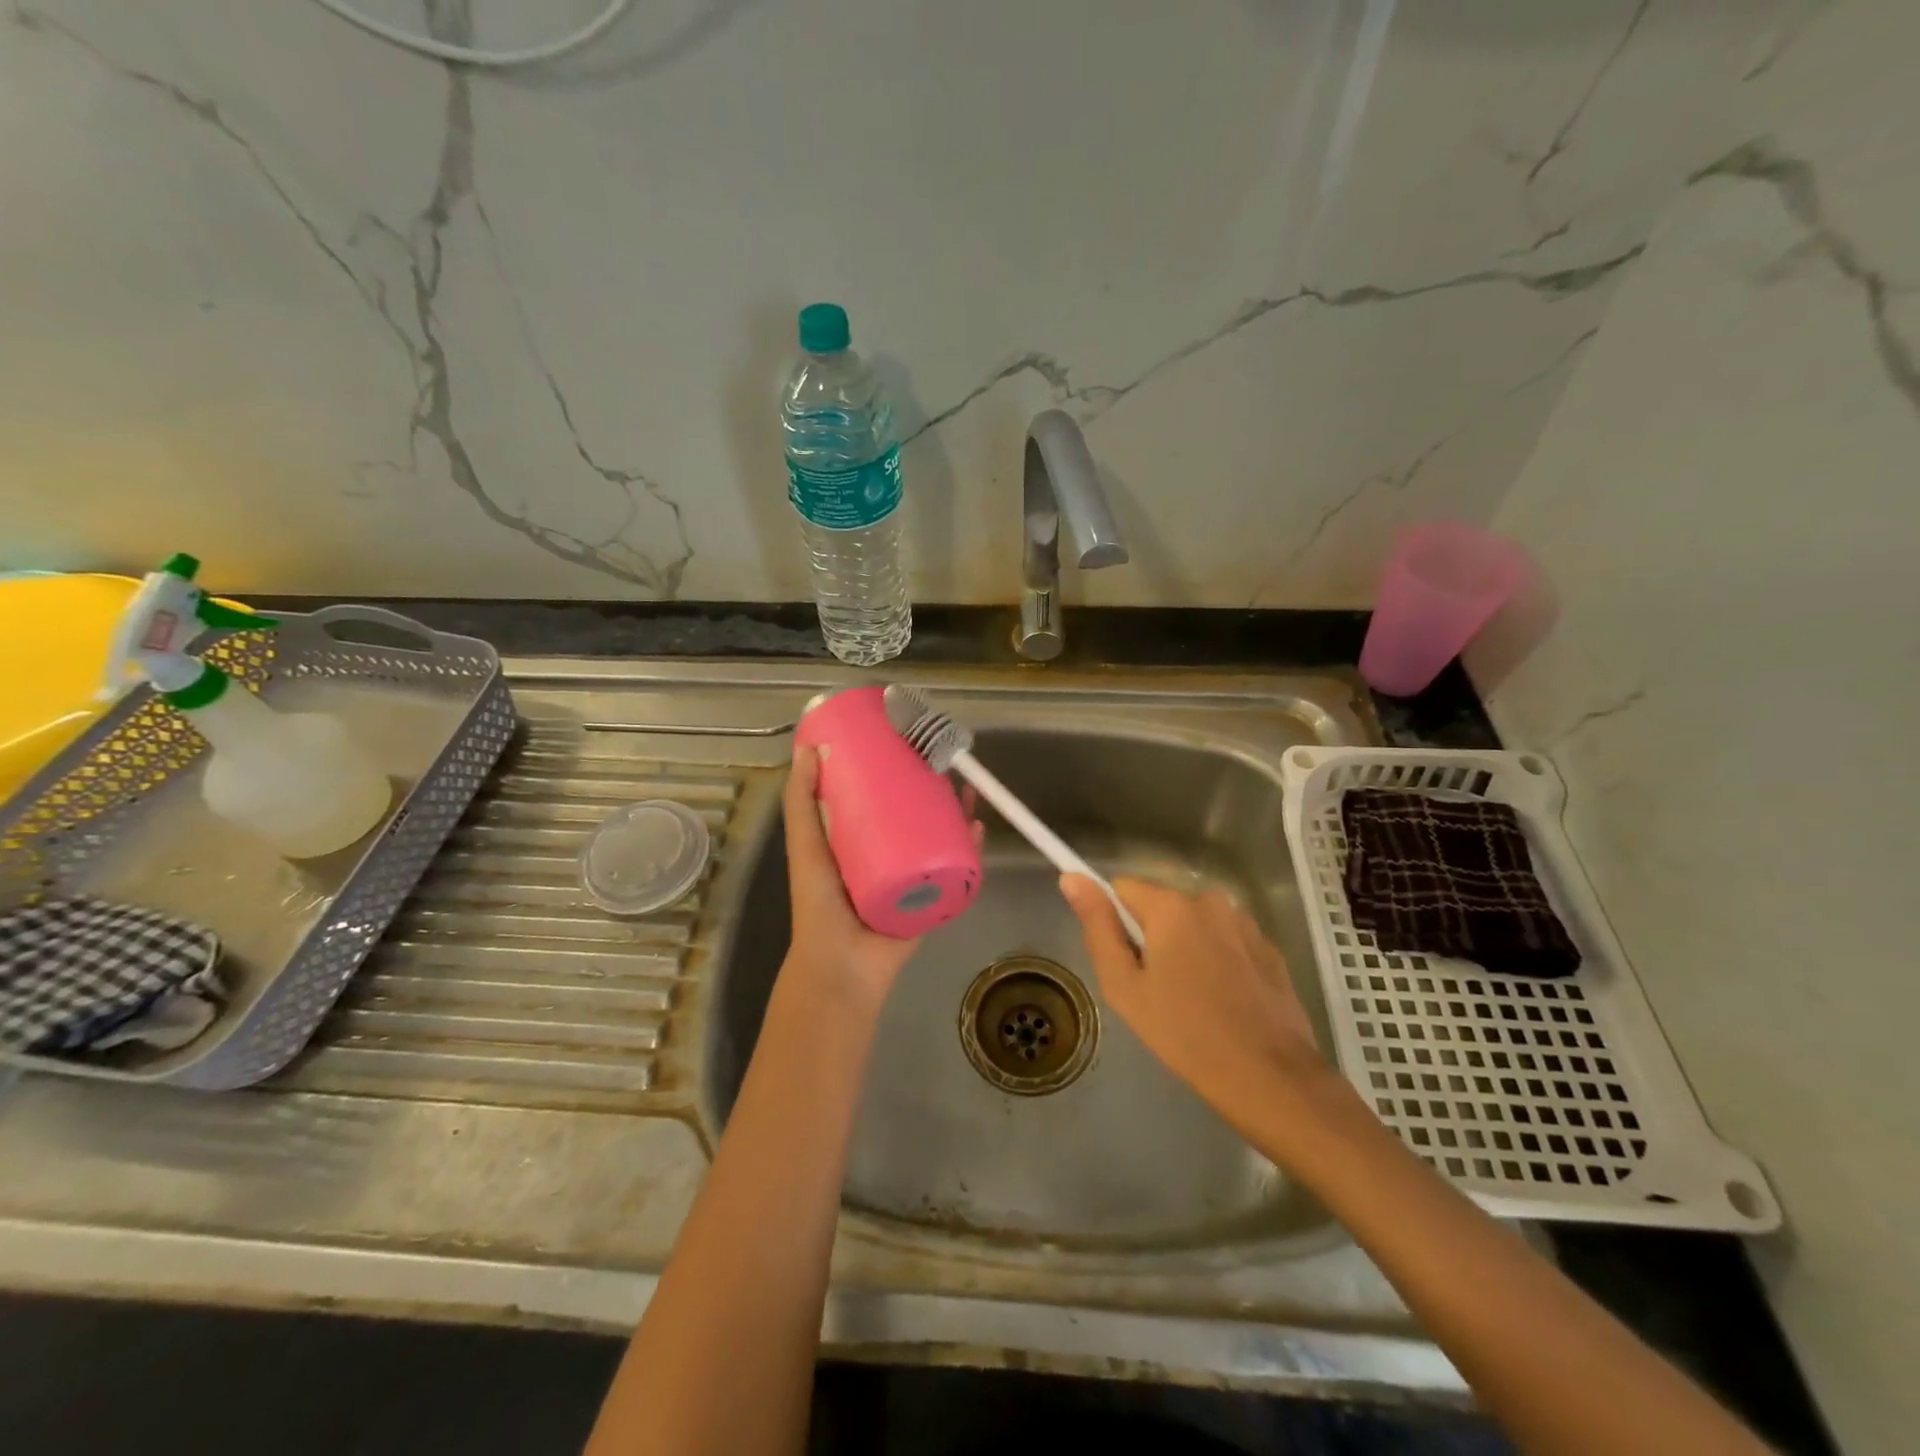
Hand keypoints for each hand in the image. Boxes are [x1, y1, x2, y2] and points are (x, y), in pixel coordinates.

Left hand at [781, 745, 979, 1010]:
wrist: (844, 965)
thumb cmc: (820, 903)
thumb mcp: (805, 845)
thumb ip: (801, 803)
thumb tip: (807, 749)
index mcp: (857, 840)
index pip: (879, 796)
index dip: (893, 768)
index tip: (905, 741)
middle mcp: (888, 854)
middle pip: (916, 812)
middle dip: (932, 786)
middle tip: (944, 762)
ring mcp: (913, 875)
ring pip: (940, 835)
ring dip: (956, 811)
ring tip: (966, 789)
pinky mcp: (934, 896)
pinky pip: (956, 867)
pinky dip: (970, 847)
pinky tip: (977, 827)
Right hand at [1061, 876, 1327, 1112]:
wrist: (1271, 1078)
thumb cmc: (1185, 1034)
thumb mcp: (1124, 986)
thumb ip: (1097, 927)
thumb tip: (1071, 878)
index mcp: (1171, 907)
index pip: (1122, 888)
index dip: (1114, 921)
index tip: (1123, 960)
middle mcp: (1210, 901)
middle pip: (1161, 907)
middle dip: (1152, 938)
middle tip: (1155, 990)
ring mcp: (1245, 924)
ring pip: (1195, 924)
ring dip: (1186, 949)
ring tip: (1192, 1001)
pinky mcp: (1270, 949)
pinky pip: (1226, 941)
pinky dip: (1218, 962)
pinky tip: (1224, 1003)